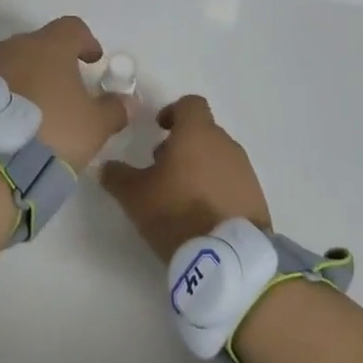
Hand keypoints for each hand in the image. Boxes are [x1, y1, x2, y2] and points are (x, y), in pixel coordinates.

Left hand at [0, 17, 130, 171]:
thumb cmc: (51, 130)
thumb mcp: (94, 126)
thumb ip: (114, 110)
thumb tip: (128, 101)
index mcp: (50, 46)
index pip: (72, 28)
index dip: (86, 41)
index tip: (93, 60)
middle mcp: (16, 47)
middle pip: (40, 44)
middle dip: (54, 61)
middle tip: (66, 88)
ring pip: (14, 63)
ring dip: (28, 78)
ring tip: (38, 109)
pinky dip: (7, 95)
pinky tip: (13, 120)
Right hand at [100, 95, 270, 261]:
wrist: (229, 258)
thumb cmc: (177, 212)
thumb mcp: (134, 195)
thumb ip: (117, 175)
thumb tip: (106, 166)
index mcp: (196, 133)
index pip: (190, 103)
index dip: (173, 111)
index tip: (159, 129)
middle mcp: (225, 144)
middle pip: (203, 132)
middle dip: (182, 145)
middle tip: (162, 169)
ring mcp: (245, 171)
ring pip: (218, 157)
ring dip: (199, 167)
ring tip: (181, 196)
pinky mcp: (256, 197)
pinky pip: (232, 181)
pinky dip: (216, 188)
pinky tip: (202, 214)